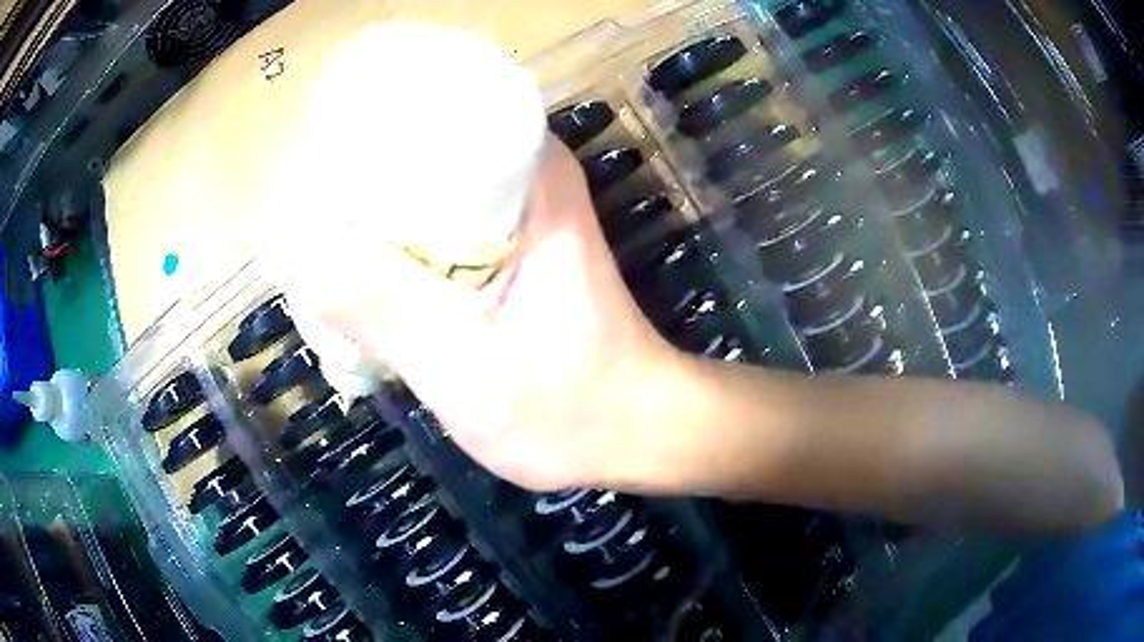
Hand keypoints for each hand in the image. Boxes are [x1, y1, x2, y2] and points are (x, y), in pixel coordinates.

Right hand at [275, 138, 675, 490]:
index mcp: (527, 171)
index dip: (358, 128)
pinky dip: (394, 245)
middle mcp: (525, 176)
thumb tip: (282, 239)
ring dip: (368, 214)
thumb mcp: (465, 365)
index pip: (426, 107)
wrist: (637, 434)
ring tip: (313, 243)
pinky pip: (433, 226)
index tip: (305, 164)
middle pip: (415, 148)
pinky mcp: (507, 252)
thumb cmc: (571, 408)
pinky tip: (359, 274)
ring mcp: (517, 214)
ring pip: (420, 190)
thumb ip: (378, 305)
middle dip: (352, 178)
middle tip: (298, 219)